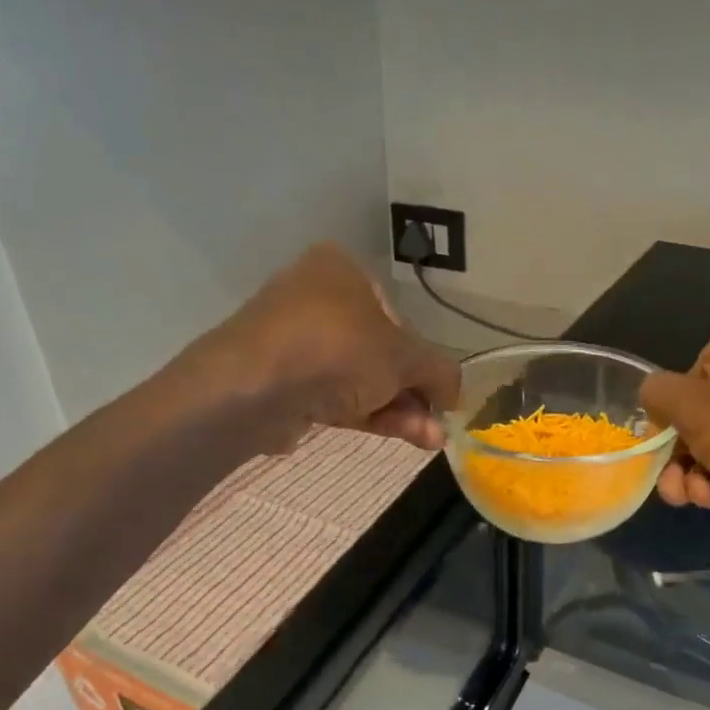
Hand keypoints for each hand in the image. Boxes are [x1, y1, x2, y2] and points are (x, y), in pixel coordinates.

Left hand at [202, 244, 459, 452]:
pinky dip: (370, 414)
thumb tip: (456, 393)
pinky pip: (335, 396)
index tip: (441, 390)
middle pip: (379, 350)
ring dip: (399, 408)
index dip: (423, 355)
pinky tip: (406, 436)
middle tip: (439, 419)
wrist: (253, 389)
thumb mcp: (404, 357)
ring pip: (359, 377)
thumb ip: (439, 370)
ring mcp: (294, 343)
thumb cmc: (337, 349)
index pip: (396, 314)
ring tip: (430, 439)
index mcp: (340, 270)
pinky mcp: (281, 383)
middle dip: (413, 390)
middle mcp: (314, 298)